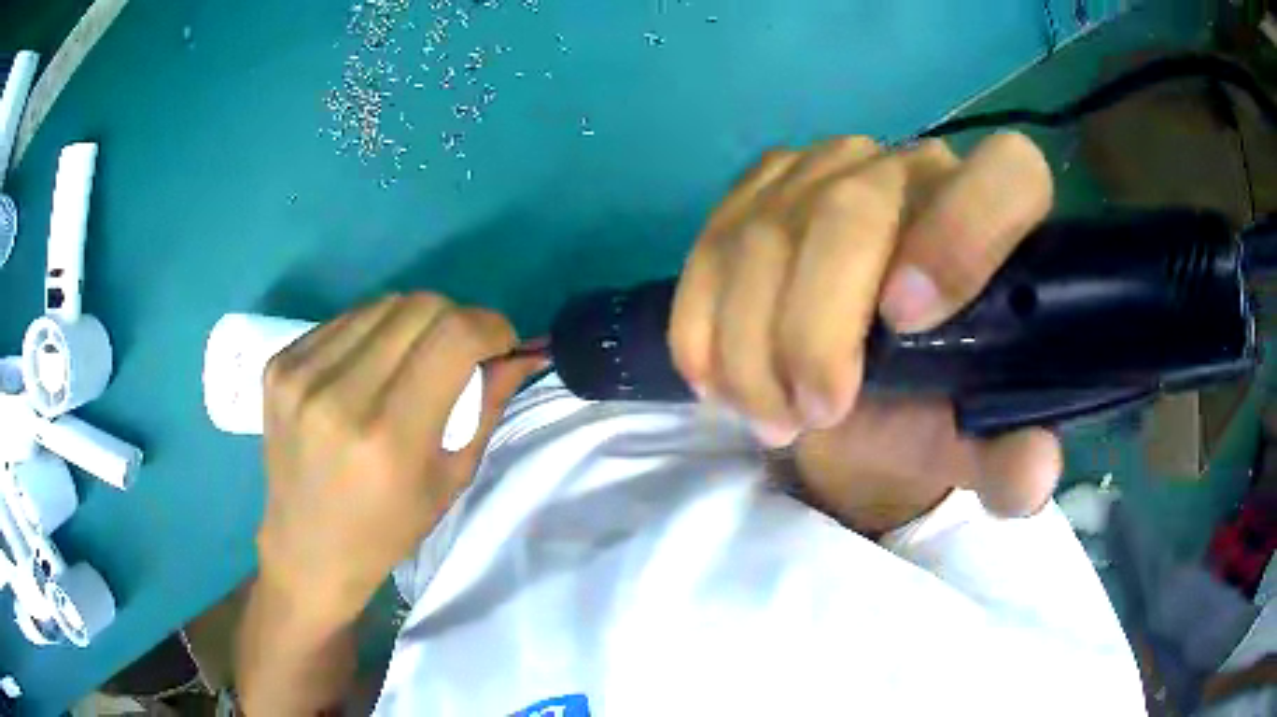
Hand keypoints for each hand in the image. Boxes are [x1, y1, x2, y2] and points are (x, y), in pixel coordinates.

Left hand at [256, 294, 542, 627]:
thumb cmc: (387, 529)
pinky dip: (373, 332)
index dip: (490, 327)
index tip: (500, 345)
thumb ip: (486, 404)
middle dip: (456, 319)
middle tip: (460, 352)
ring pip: (382, 304)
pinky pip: (345, 319)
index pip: (454, 336)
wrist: (307, 548)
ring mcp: (300, 374)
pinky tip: (371, 366)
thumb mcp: (451, 478)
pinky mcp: (279, 363)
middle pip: (420, 306)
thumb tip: (519, 352)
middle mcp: (338, 394)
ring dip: (413, 322)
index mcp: (388, 435)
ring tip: (414, 359)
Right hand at [670, 133, 1061, 531]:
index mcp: (997, 217)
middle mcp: (913, 167)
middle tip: (811, 417)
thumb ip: (1011, 462)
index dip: (961, 237)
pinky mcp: (759, 189)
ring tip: (770, 417)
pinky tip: (717, 381)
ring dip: (749, 346)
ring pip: (762, 235)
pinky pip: (710, 246)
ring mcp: (826, 167)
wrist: (859, 387)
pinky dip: (701, 326)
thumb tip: (1032, 474)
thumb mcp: (975, 445)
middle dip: (813, 331)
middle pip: (848, 211)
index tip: (905, 325)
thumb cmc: (931, 406)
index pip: (1007, 174)